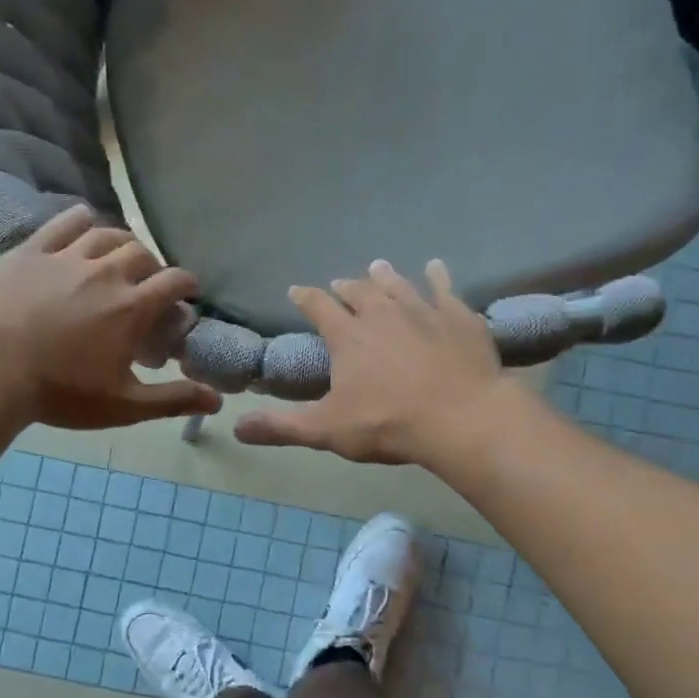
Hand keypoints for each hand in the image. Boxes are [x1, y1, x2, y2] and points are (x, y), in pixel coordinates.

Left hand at [0, 206, 220, 428]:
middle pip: (142, 253)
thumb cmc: (61, 392)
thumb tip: (217, 401)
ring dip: (120, 242)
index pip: (174, 281)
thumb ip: (173, 400)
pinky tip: (84, 222)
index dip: (187, 284)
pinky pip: (63, 223)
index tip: (188, 293)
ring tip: (119, 256)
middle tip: (148, 284)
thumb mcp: (124, 405)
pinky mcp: (32, 251)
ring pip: (106, 233)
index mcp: (132, 306)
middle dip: (153, 266)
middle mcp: (106, 272)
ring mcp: (67, 257)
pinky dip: (80, 220)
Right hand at [234, 260, 510, 464]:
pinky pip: (445, 288)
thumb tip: (236, 427)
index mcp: (348, 336)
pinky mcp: (458, 317)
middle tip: (340, 283)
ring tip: (377, 267)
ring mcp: (424, 311)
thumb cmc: (388, 424)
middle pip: (359, 292)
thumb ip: (281, 427)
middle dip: (346, 287)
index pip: (319, 307)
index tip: (296, 290)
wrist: (462, 418)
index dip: (305, 298)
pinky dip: (437, 276)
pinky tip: (435, 268)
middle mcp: (382, 314)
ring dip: (385, 276)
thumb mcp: (326, 430)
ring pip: (398, 285)